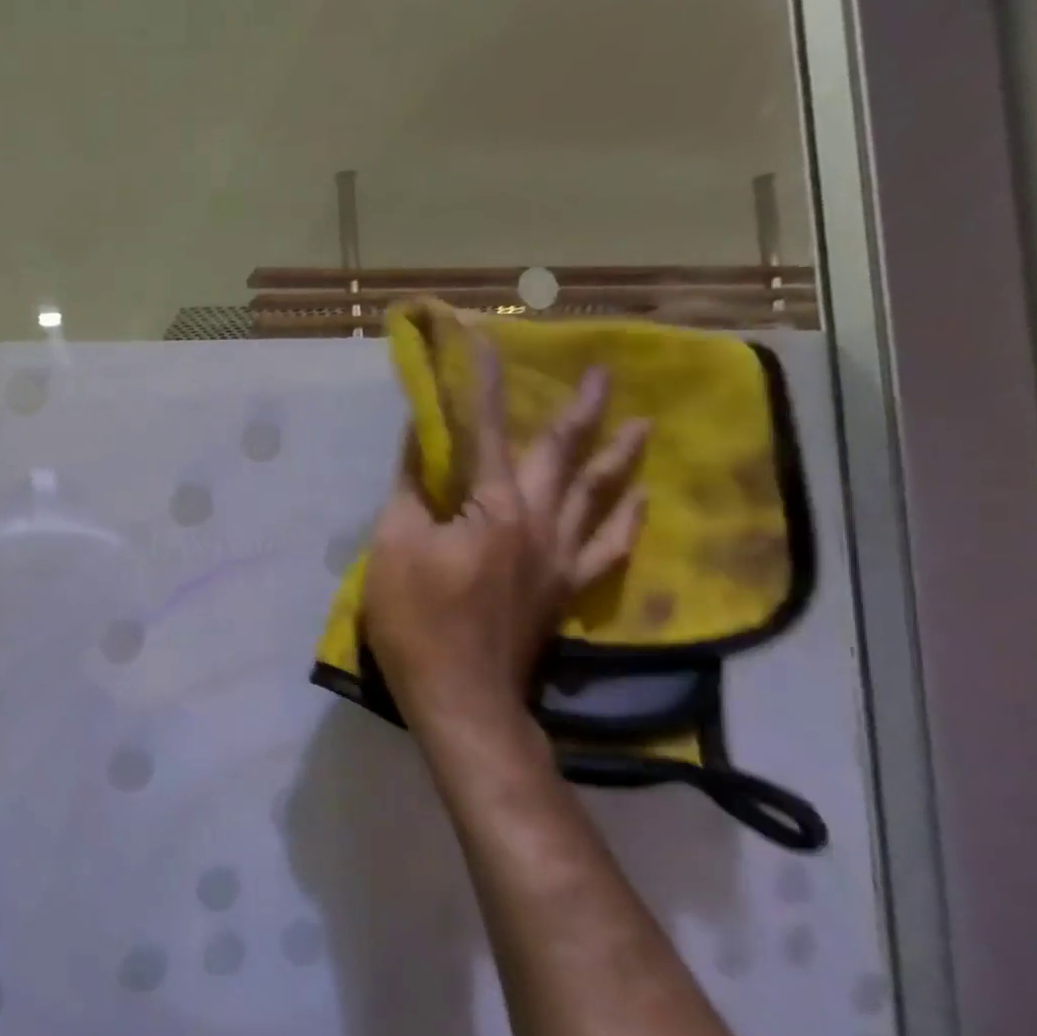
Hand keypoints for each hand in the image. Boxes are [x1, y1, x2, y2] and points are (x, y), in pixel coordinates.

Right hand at [363, 330, 648, 745]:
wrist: (462, 696)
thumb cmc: (417, 620)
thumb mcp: (394, 546)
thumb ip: (410, 490)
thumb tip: (419, 441)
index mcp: (492, 506)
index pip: (486, 429)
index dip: (483, 383)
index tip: (484, 339)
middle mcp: (537, 521)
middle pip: (561, 455)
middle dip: (580, 410)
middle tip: (605, 372)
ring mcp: (558, 559)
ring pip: (597, 496)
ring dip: (618, 458)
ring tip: (643, 426)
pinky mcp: (563, 591)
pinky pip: (606, 548)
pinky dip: (625, 522)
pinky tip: (640, 504)